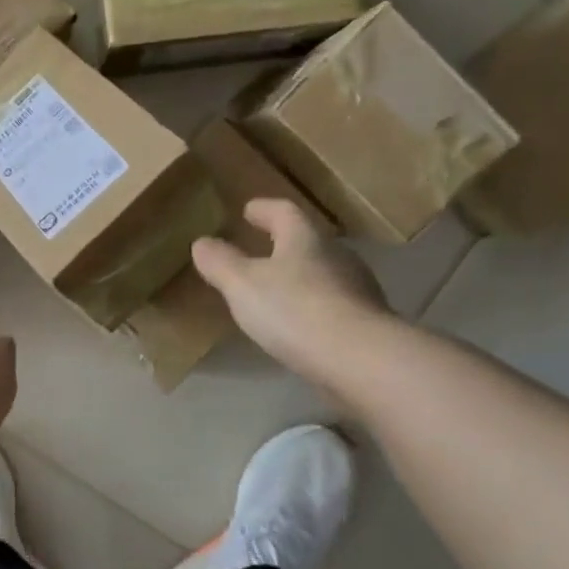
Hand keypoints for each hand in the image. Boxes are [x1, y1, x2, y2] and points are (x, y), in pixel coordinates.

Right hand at [192, 198, 393, 390]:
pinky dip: (314, 307)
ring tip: (276, 291)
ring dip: (300, 277)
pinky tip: (300, 325)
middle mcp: (336, 256)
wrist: (360, 359)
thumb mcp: (242, 285)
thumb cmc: (294, 310)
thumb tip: (202, 242)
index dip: (264, 209)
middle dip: (284, 244)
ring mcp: (357, 290)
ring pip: (323, 273)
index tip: (248, 210)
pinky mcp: (366, 322)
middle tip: (260, 250)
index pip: (284, 212)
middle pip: (308, 242)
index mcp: (305, 239)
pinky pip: (333, 304)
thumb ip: (220, 262)